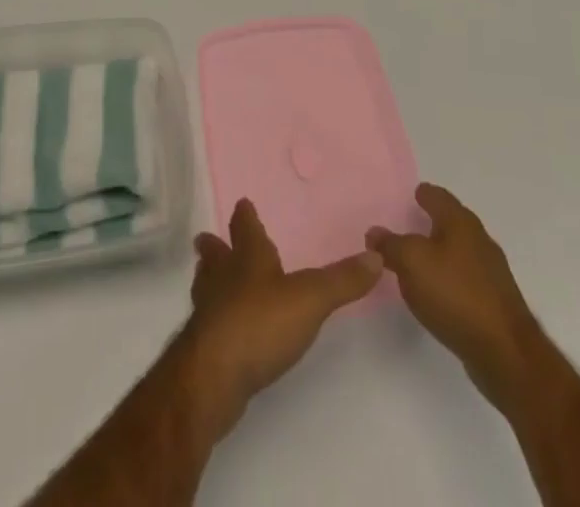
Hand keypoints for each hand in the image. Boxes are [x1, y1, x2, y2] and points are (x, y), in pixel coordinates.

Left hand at [180, 199, 382, 436]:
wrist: (214, 376)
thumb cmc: (261, 323)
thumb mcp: (311, 298)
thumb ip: (342, 280)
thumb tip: (376, 255)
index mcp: (248, 258)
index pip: (245, 227)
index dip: (245, 216)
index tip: (242, 204)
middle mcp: (223, 277)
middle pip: (215, 255)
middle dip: (215, 247)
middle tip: (208, 239)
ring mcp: (209, 311)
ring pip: (206, 285)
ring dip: (209, 279)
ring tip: (210, 278)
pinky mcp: (203, 346)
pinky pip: (207, 322)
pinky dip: (214, 317)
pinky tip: (222, 328)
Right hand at [367, 182, 539, 407]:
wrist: (505, 353)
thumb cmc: (455, 294)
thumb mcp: (411, 262)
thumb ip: (390, 245)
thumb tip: (375, 232)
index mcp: (460, 221)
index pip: (436, 195)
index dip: (420, 194)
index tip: (406, 197)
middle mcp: (479, 239)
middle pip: (449, 222)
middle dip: (428, 223)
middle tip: (403, 228)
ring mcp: (490, 272)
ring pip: (457, 251)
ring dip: (437, 253)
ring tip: (414, 262)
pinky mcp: (494, 301)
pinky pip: (464, 279)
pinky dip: (447, 279)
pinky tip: (435, 293)